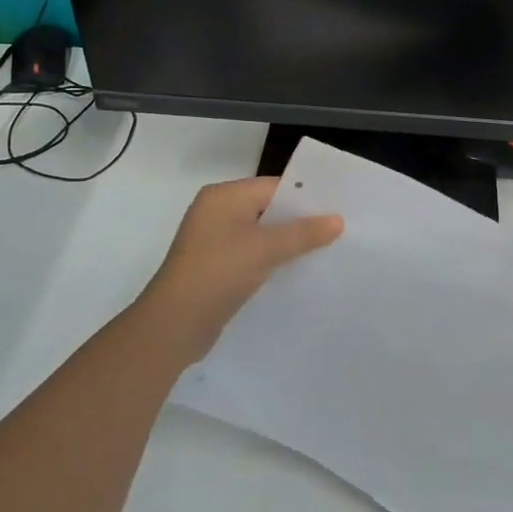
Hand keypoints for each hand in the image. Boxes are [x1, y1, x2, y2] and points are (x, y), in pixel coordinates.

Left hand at [137, 177, 342, 363]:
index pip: (273, 187)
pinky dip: (271, 260)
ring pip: (260, 234)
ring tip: (325, 251)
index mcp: (224, 196)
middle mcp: (216, 211)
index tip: (338, 208)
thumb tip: (338, 220)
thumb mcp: (265, 249)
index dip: (306, 197)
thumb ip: (303, 233)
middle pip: (267, 209)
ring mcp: (213, 240)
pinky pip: (251, 255)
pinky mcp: (215, 266)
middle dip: (299, 221)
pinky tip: (295, 271)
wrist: (174, 324)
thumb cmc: (219, 273)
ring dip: (287, 243)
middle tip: (338, 230)